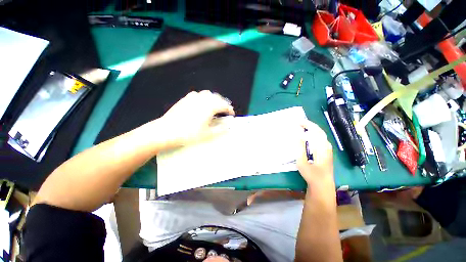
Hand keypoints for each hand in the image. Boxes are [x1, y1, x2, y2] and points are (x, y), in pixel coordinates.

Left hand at [156, 90, 234, 146]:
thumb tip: (228, 125)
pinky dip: (204, 97)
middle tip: (225, 110)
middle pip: (217, 97)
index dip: (229, 109)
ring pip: (208, 94)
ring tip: (215, 106)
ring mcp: (193, 97)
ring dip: (214, 99)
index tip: (232, 114)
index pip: (224, 105)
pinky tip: (202, 103)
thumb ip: (221, 129)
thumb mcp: (208, 134)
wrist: (167, 131)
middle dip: (223, 103)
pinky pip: (198, 94)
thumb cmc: (189, 134)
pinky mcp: (185, 98)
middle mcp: (203, 99)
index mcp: (210, 106)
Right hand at [297, 120, 333, 185]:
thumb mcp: (302, 162)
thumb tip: (299, 135)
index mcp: (321, 148)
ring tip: (302, 128)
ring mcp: (327, 149)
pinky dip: (313, 135)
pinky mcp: (326, 152)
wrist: (322, 185)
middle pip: (319, 131)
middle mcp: (326, 146)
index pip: (316, 131)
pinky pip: (320, 139)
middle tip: (298, 123)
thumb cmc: (311, 174)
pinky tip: (308, 137)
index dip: (308, 125)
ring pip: (320, 135)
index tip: (298, 122)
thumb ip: (300, 148)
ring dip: (311, 130)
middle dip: (309, 125)